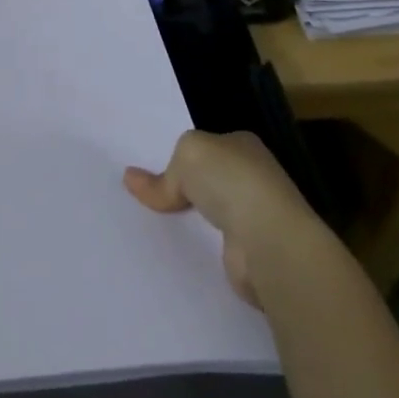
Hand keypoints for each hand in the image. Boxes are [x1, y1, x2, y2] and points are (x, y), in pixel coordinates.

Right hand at [124, 130, 319, 307]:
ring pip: (212, 213)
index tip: (154, 169)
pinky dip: (199, 245)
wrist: (267, 241)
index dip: (183, 157)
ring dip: (190, 219)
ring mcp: (256, 216)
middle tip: (146, 197)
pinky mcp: (250, 251)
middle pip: (209, 180)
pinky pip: (214, 243)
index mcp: (243, 145)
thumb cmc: (231, 181)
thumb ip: (164, 172)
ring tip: (152, 224)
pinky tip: (176, 248)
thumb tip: (131, 180)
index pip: (209, 147)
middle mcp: (254, 177)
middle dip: (185, 188)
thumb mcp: (188, 154)